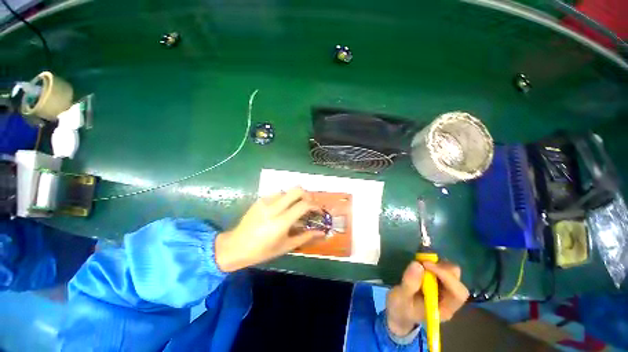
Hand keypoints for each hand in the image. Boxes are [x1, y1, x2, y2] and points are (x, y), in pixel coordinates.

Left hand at [215, 188, 323, 271]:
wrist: (235, 246)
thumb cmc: (262, 251)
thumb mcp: (286, 246)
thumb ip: (305, 236)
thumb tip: (321, 232)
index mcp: (281, 221)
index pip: (303, 205)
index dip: (315, 206)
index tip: (319, 211)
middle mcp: (274, 207)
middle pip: (297, 190)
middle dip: (307, 195)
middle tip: (309, 206)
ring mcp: (265, 201)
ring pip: (288, 191)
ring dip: (295, 197)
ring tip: (296, 208)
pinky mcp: (260, 200)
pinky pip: (278, 194)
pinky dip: (285, 199)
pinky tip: (283, 209)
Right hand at [386, 261, 468, 335]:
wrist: (399, 311)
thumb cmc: (401, 308)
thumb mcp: (400, 298)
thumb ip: (409, 284)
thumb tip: (417, 264)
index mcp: (444, 309)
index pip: (457, 293)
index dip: (445, 276)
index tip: (426, 264)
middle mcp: (449, 299)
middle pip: (457, 281)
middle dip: (442, 268)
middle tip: (423, 261)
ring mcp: (445, 290)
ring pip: (452, 272)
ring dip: (438, 263)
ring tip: (421, 261)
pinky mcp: (438, 282)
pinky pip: (442, 269)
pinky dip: (433, 262)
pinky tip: (421, 263)